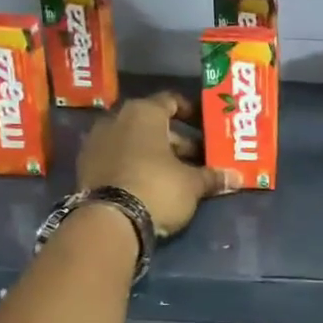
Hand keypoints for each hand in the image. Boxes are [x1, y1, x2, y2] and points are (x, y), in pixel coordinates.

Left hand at [77, 91, 236, 236]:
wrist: (110, 221)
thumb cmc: (157, 188)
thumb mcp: (192, 184)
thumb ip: (212, 177)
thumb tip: (236, 178)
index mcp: (143, 112)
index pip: (171, 101)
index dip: (191, 112)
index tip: (206, 126)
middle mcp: (116, 119)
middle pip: (153, 125)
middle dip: (177, 141)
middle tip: (198, 158)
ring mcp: (96, 143)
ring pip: (134, 142)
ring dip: (155, 155)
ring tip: (178, 174)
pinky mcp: (86, 167)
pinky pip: (119, 159)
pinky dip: (135, 166)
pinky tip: (152, 184)